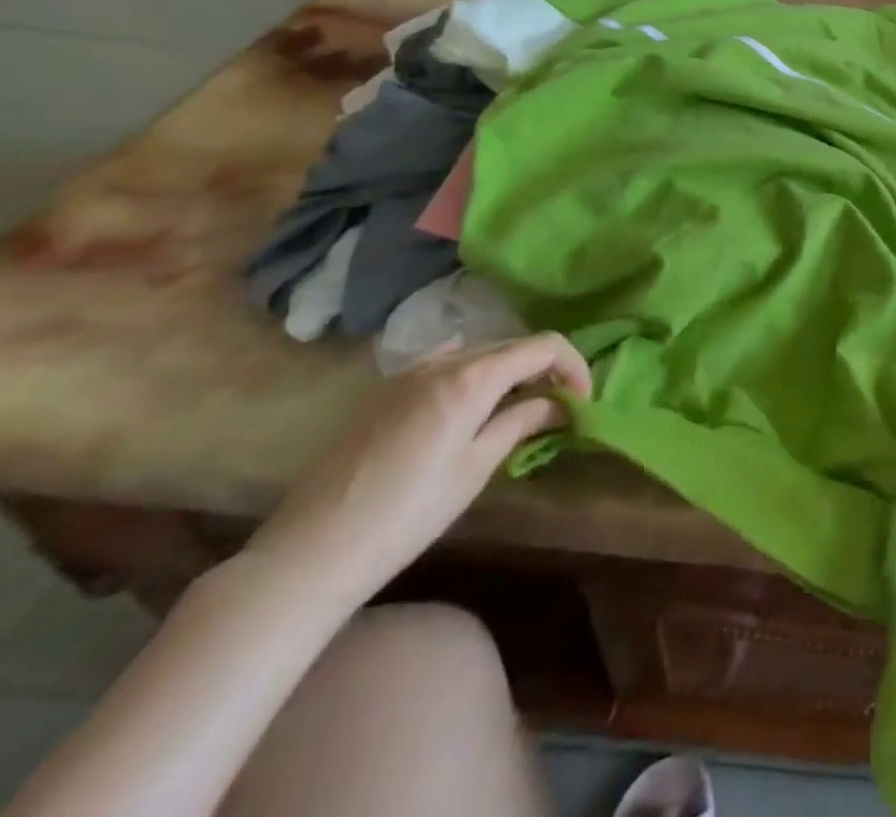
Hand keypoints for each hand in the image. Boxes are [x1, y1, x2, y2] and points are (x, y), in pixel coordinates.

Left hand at [249, 334, 591, 604]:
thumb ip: (520, 422)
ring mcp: (410, 373)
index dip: (573, 365)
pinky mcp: (388, 391)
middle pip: (512, 345)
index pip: (542, 346)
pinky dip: (475, 373)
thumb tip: (556, 403)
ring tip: (523, 405)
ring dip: (510, 370)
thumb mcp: (475, 468)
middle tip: (561, 404)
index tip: (584, 399)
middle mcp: (443, 361)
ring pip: (479, 352)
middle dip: (544, 367)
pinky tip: (475, 402)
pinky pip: (447, 364)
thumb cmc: (407, 514)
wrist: (311, 551)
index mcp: (471, 377)